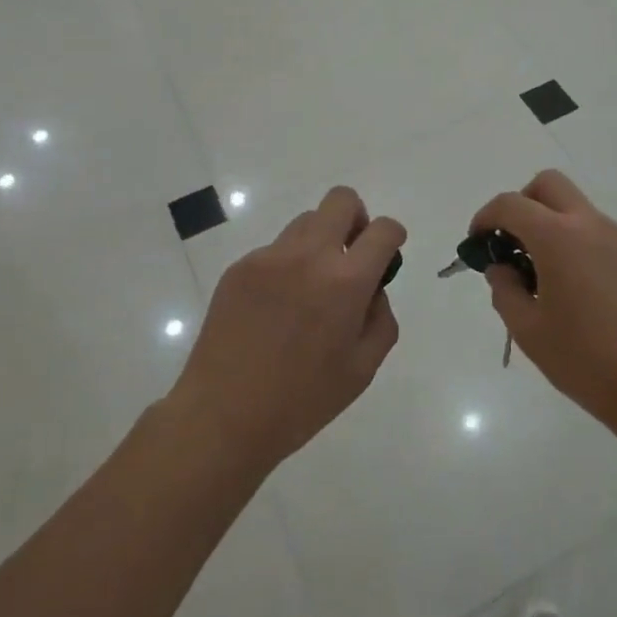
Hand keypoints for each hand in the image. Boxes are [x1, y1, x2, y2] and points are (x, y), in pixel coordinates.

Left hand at [170, 186, 403, 473]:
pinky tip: (275, 309)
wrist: (223, 417)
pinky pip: (275, 250)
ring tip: (309, 288)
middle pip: (341, 200)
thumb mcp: (362, 369)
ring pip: (306, 222)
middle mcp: (308, 256)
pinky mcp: (239, 268)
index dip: (393, 236)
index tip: (389, 251)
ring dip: (320, 241)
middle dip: (356, 218)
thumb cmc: (302, 401)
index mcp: (345, 282)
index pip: (382, 230)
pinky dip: (286, 266)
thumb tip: (372, 290)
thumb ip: (381, 318)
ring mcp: (268, 258)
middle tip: (351, 255)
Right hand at [471, 170, 616, 435]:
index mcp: (559, 237)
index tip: (477, 242)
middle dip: (522, 204)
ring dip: (553, 225)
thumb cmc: (589, 362)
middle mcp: (593, 225)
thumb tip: (502, 268)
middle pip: (549, 185)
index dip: (486, 217)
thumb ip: (505, 290)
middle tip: (512, 243)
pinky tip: (580, 292)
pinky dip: (579, 244)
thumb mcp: (529, 332)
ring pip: (578, 209)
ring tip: (546, 278)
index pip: (511, 204)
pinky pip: (601, 234)